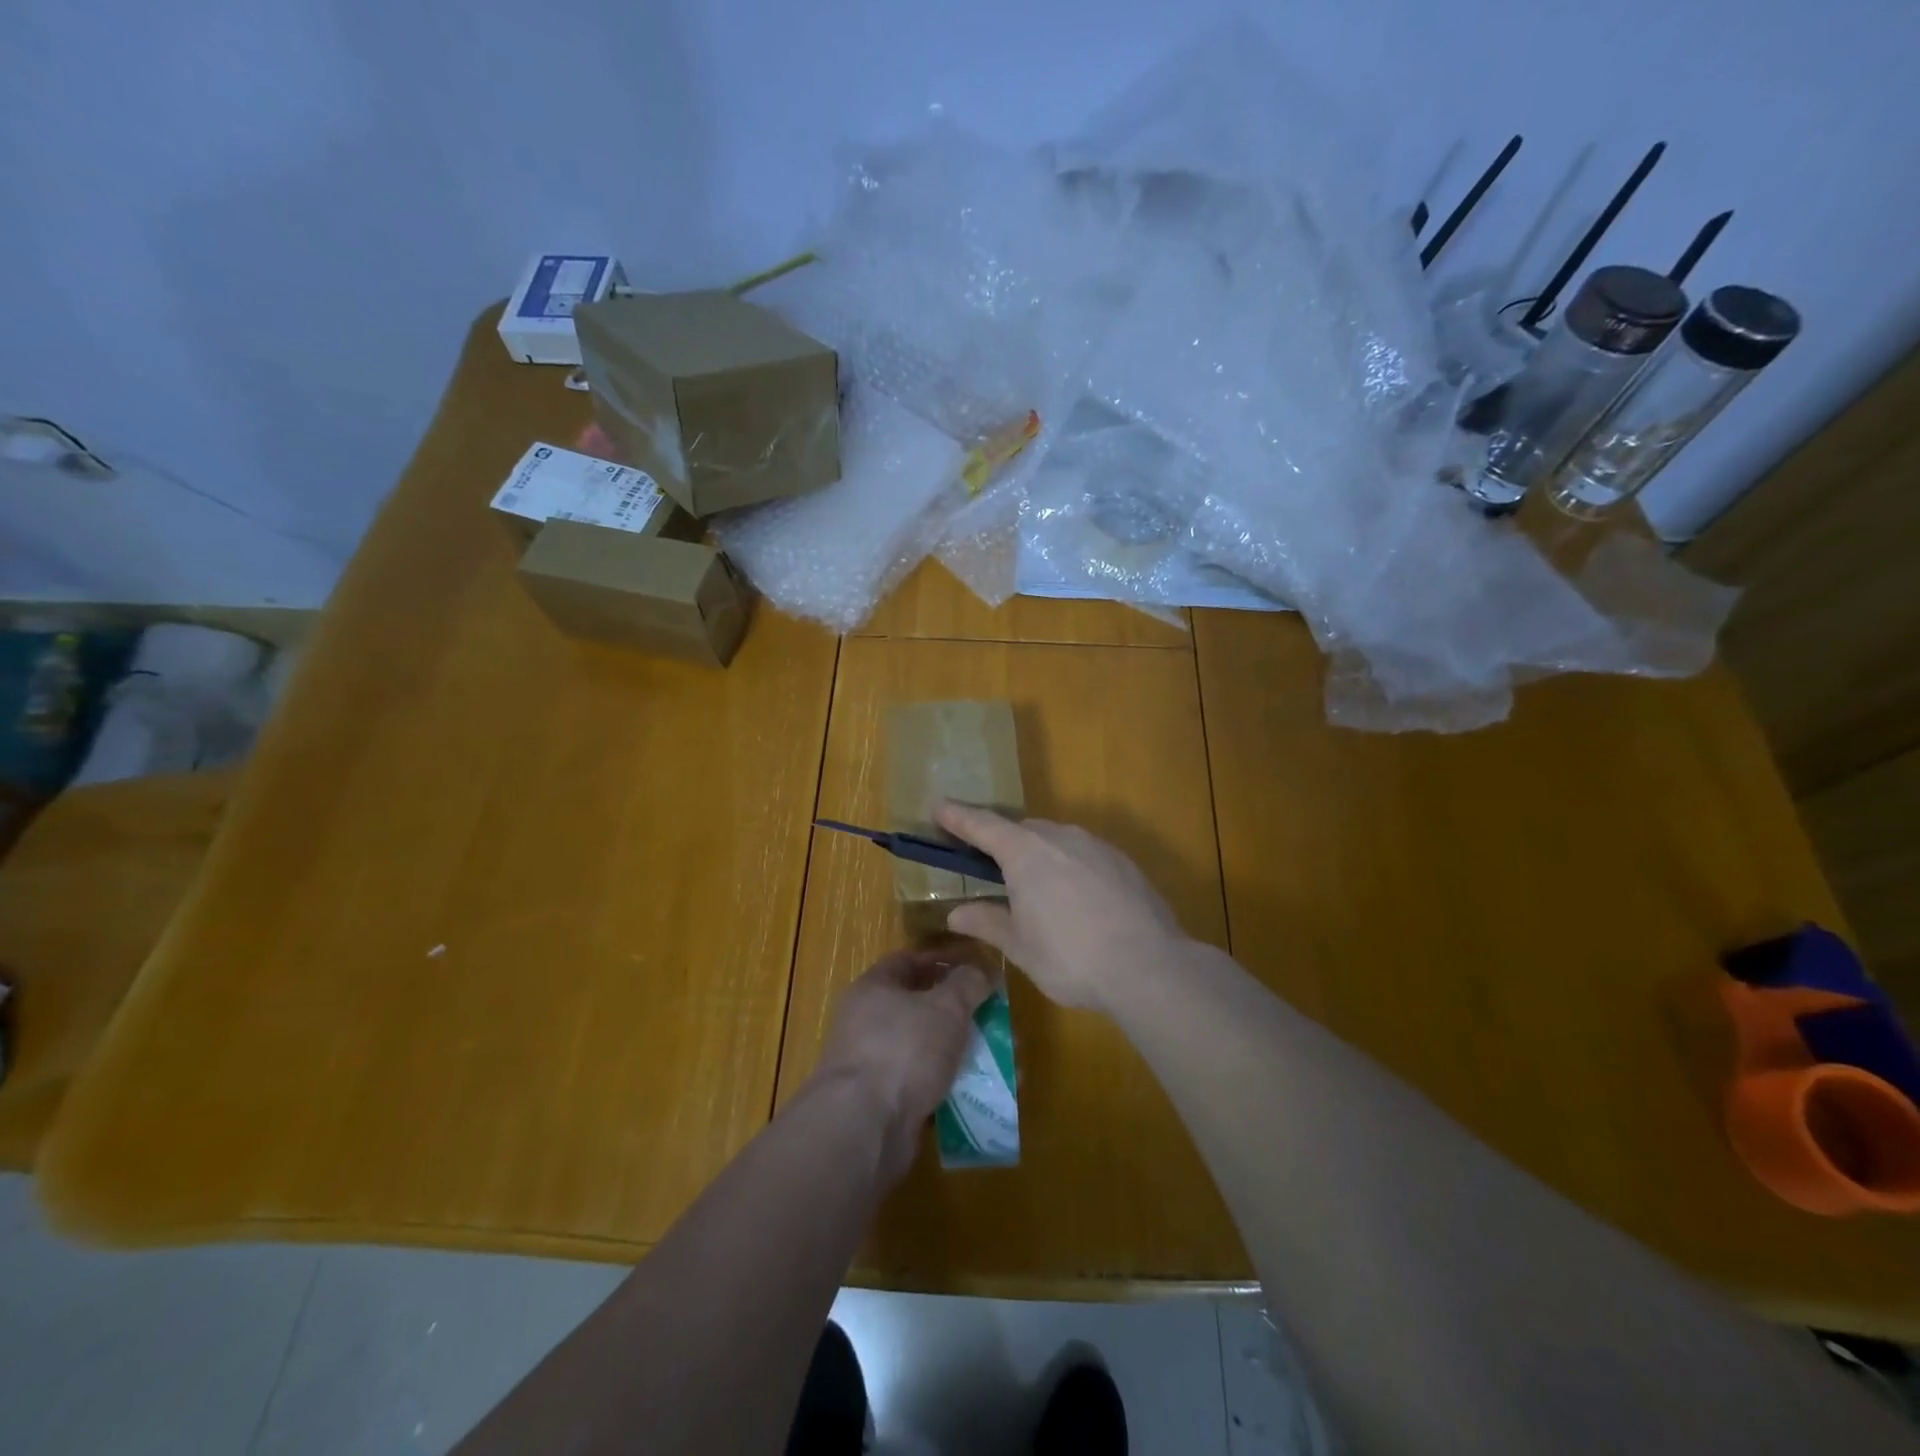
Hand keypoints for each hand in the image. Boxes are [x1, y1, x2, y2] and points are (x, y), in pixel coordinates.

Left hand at [812, 949, 992, 1182]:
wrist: (864, 1127)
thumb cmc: (904, 1049)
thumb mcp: (946, 1007)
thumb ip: (968, 983)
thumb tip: (982, 971)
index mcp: (873, 988)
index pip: (909, 961)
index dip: (943, 961)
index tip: (976, 969)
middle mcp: (866, 1022)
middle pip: (919, 1006)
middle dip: (959, 1011)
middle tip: (993, 1017)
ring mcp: (872, 1063)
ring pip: (925, 1047)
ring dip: (959, 1050)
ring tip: (997, 1058)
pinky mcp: (882, 1102)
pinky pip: (923, 1083)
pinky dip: (949, 1084)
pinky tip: (979, 1091)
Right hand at [935, 802, 1188, 1013]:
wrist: (1149, 966)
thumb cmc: (1071, 957)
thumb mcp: (1020, 946)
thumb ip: (987, 922)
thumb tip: (956, 912)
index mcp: (1025, 852)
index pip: (982, 824)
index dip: (958, 816)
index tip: (939, 806)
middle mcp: (1059, 837)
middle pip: (1020, 829)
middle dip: (999, 841)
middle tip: (985, 863)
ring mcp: (1095, 846)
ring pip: (1054, 839)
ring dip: (1036, 853)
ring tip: (1031, 887)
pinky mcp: (1122, 861)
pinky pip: (1082, 853)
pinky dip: (1067, 865)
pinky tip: (1073, 898)